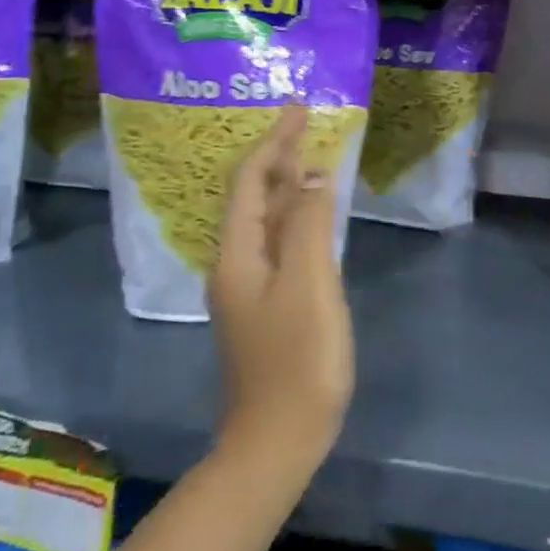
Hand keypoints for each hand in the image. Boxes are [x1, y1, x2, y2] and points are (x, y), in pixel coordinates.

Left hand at [209, 106, 354, 478]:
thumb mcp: (310, 284)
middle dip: (278, 157)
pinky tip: (313, 216)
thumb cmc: (297, 360)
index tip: (298, 108)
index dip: (274, 141)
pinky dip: (296, 217)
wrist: (278, 441)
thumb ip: (310, 224)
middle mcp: (235, 264)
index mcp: (238, 254)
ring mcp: (249, 288)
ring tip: (312, 158)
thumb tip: (312, 174)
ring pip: (266, 220)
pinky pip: (278, 243)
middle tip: (307, 125)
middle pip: (254, 197)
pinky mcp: (266, 306)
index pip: (252, 181)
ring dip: (287, 185)